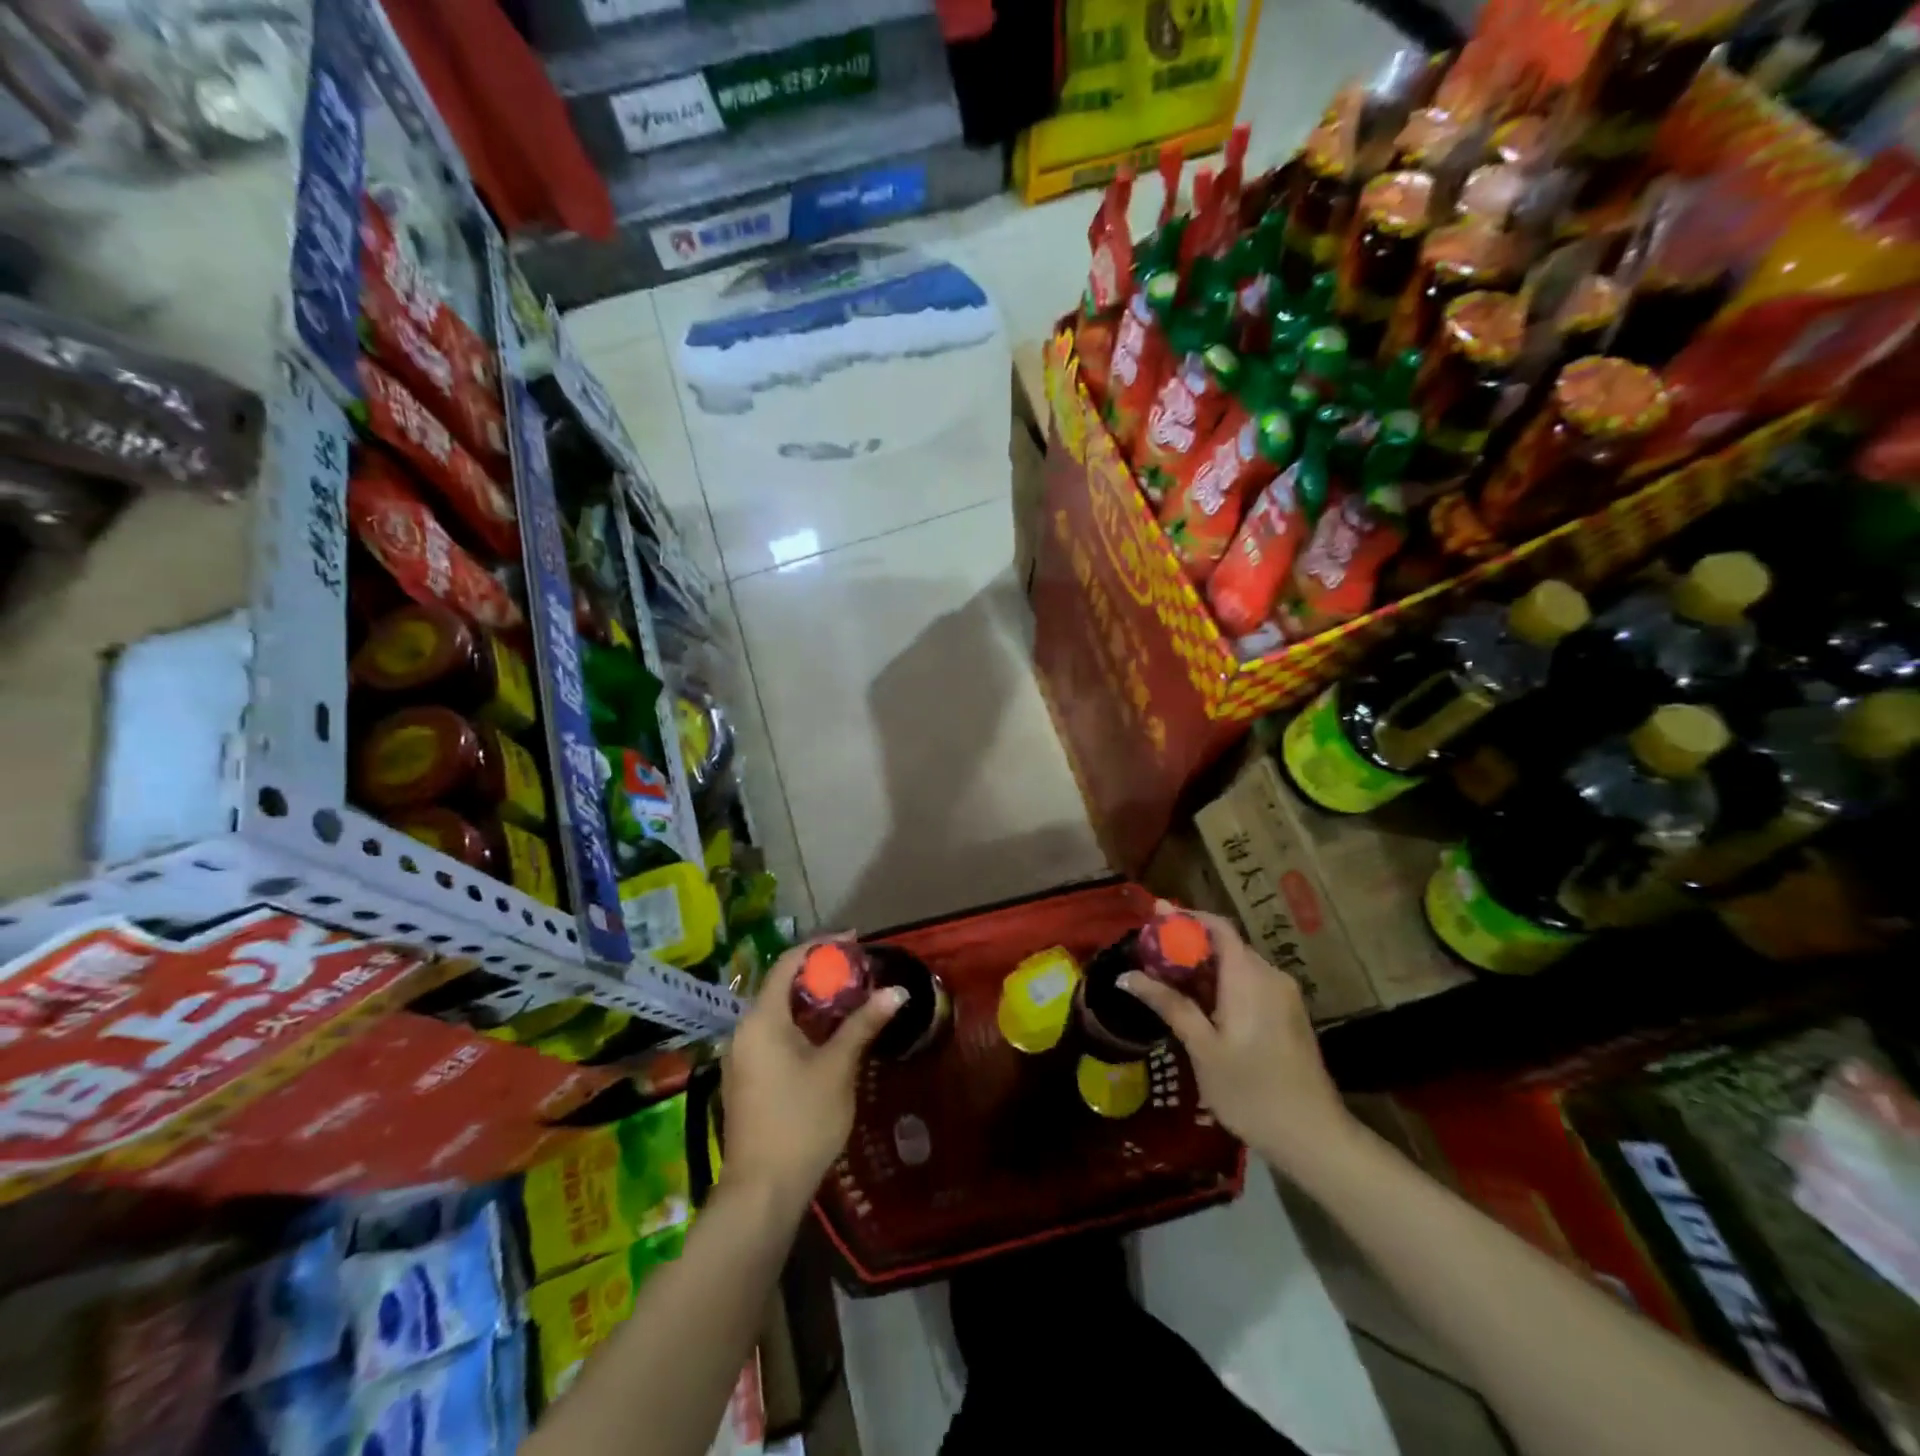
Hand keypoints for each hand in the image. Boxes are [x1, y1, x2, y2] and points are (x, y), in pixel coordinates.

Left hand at [720, 938, 901, 1214]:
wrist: (762, 1192)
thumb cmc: (801, 1121)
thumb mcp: (838, 1068)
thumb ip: (863, 1024)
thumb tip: (897, 991)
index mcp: (762, 1019)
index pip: (788, 963)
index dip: (822, 947)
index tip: (855, 942)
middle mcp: (745, 1030)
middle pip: (782, 985)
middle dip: (821, 974)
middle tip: (859, 972)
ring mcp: (742, 1056)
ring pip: (779, 1011)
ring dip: (813, 1001)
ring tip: (851, 998)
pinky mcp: (746, 1077)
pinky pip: (774, 1033)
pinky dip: (802, 1024)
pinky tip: (829, 1035)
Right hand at [1120, 906, 1355, 1175]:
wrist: (1314, 1137)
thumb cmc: (1251, 1091)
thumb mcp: (1202, 1048)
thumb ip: (1169, 1005)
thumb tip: (1127, 976)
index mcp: (1249, 977)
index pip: (1217, 926)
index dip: (1185, 917)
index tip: (1153, 916)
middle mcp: (1270, 976)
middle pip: (1225, 944)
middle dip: (1187, 943)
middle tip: (1149, 954)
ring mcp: (1283, 995)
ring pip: (1236, 965)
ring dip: (1202, 967)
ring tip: (1165, 979)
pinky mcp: (1287, 1015)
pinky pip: (1248, 983)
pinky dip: (1220, 984)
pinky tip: (1197, 1004)